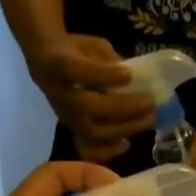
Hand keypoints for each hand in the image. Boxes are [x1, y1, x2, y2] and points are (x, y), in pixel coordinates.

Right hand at [28, 35, 154, 162]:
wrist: (45, 66)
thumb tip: (136, 77)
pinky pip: (88, 149)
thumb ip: (110, 59)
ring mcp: (67, 117)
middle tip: (150, 102)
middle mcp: (62, 95)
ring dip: (125, 127)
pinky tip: (126, 143)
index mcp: (61, 64)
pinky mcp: (72, 130)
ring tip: (149, 119)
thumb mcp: (91, 45)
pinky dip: (108, 150)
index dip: (105, 74)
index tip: (129, 75)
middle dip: (124, 106)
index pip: (79, 71)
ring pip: (94, 130)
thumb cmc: (73, 51)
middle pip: (91, 107)